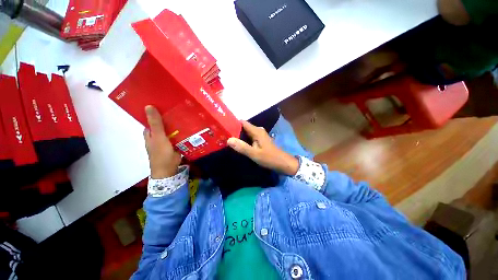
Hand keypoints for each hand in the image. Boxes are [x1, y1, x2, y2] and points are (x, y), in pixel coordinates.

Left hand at [144, 105, 181, 178]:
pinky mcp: (175, 144)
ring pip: (172, 130)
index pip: (152, 119)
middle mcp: (157, 136)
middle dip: (170, 117)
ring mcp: (166, 141)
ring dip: (177, 124)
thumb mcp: (158, 137)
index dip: (157, 111)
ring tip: (186, 115)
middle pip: (163, 124)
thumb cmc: (161, 153)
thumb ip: (155, 123)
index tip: (166, 103)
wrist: (169, 169)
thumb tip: (148, 106)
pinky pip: (178, 135)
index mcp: (150, 133)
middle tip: (180, 108)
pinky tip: (189, 127)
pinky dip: (182, 132)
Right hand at [227, 121, 298, 175]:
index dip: (233, 123)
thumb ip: (242, 147)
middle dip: (234, 130)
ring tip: (227, 138)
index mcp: (257, 131)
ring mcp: (260, 135)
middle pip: (243, 127)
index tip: (223, 126)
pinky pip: (249, 137)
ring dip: (238, 135)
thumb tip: (228, 139)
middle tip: (223, 134)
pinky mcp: (260, 140)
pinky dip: (243, 139)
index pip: (242, 122)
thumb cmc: (269, 158)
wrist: (282, 163)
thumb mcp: (254, 154)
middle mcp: (258, 130)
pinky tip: (238, 144)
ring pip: (246, 132)